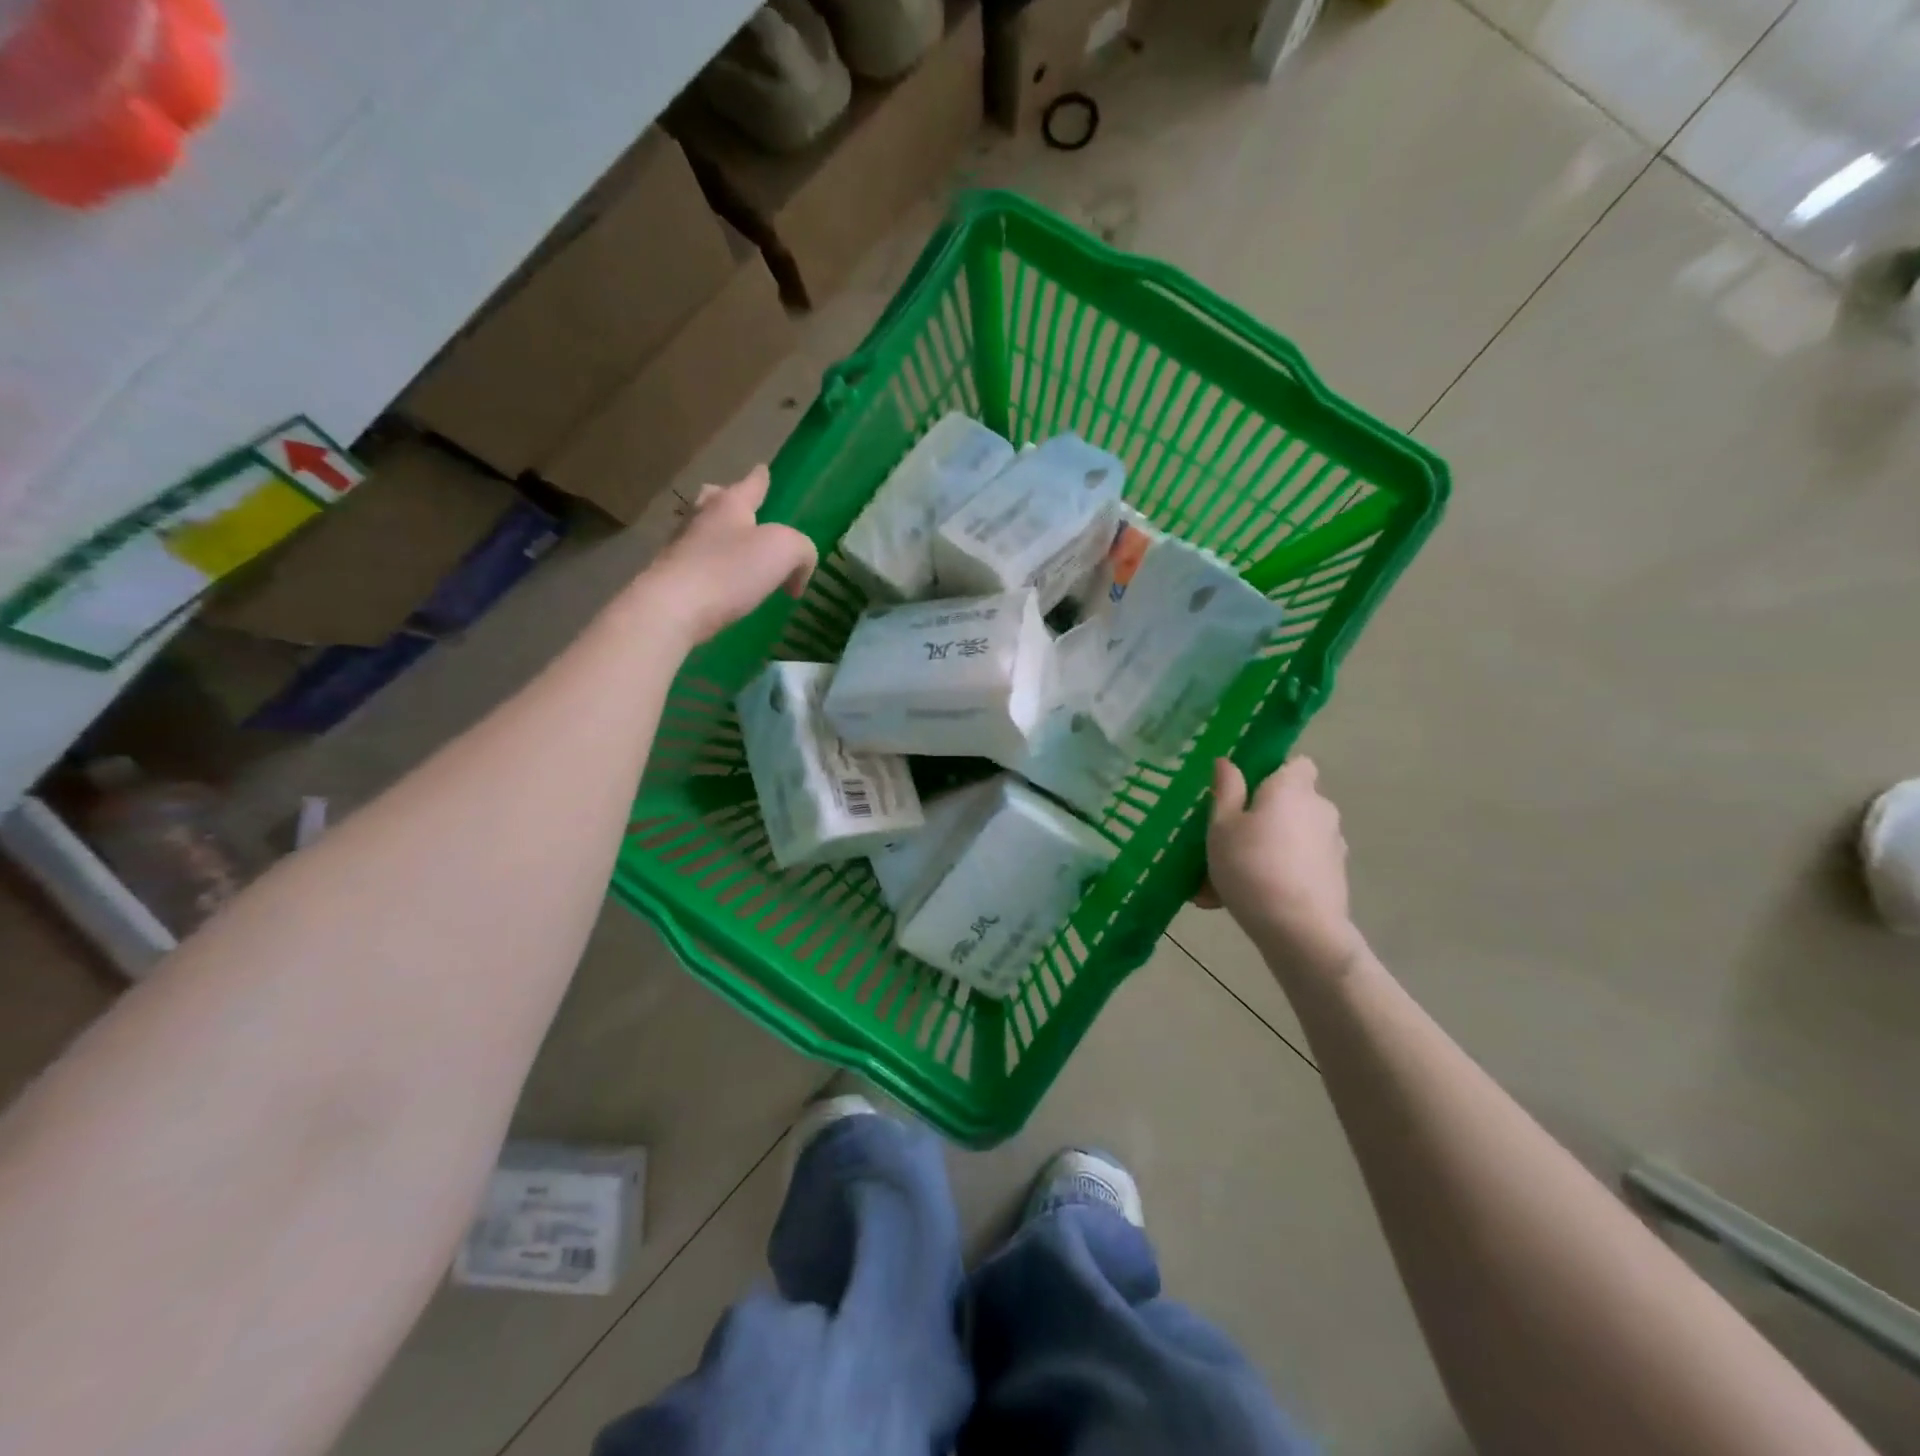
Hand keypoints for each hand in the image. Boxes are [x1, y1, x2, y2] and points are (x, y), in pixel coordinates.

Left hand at [642, 466, 816, 644]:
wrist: (672, 609)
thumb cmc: (730, 571)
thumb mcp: (784, 551)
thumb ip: (802, 551)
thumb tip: (797, 574)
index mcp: (729, 505)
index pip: (750, 484)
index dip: (760, 478)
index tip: (762, 469)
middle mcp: (701, 519)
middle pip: (714, 500)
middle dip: (728, 501)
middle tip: (740, 508)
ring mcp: (681, 549)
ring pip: (702, 532)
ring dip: (719, 538)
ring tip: (736, 553)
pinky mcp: (671, 580)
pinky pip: (697, 566)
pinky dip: (712, 570)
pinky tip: (723, 586)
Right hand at [1200, 756, 1360, 971]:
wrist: (1299, 931)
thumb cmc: (1251, 866)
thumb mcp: (1221, 826)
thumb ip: (1226, 791)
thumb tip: (1227, 762)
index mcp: (1292, 788)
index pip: (1297, 763)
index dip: (1273, 772)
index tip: (1245, 792)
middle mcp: (1320, 810)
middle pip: (1291, 803)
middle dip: (1264, 817)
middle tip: (1228, 839)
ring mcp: (1332, 845)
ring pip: (1291, 838)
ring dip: (1267, 849)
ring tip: (1227, 879)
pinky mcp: (1335, 877)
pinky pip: (1298, 866)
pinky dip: (1277, 875)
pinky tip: (1244, 900)